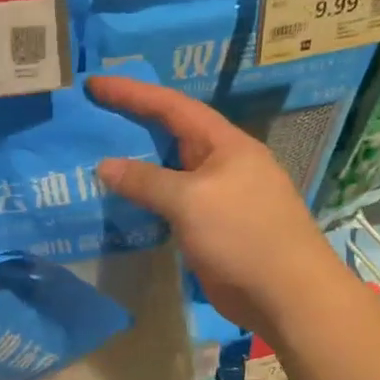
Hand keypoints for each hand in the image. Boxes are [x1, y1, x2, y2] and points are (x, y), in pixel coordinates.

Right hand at [89, 75, 331, 332]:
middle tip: (93, 116)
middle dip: (133, 122)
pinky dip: (146, 197)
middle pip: (172, 133)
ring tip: (97, 155)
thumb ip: (146, 181)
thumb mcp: (190, 201)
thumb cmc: (243, 236)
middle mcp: (222, 163)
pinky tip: (122, 201)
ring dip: (137, 163)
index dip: (132, 92)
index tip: (95, 83)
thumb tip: (105, 166)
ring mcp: (218, 196)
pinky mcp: (211, 226)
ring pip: (170, 170)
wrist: (286, 295)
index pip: (172, 107)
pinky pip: (172, 202)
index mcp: (225, 144)